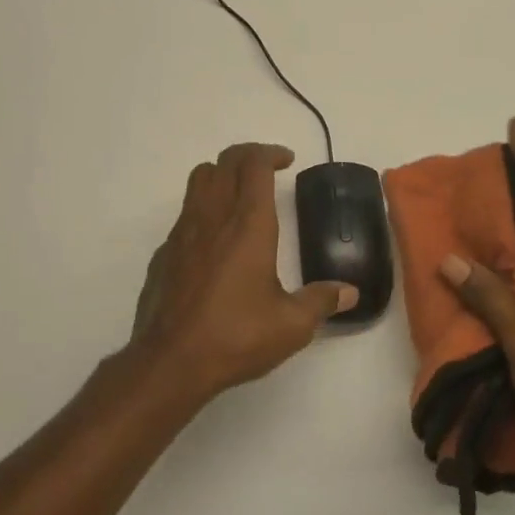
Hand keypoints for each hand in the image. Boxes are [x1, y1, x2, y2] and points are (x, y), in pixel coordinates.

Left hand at [130, 143, 356, 399]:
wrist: (171, 361)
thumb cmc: (236, 335)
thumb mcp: (291, 325)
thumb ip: (321, 302)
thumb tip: (350, 292)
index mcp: (248, 224)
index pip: (253, 164)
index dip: (270, 153)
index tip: (287, 162)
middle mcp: (213, 217)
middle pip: (225, 161)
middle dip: (248, 156)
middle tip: (268, 170)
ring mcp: (183, 232)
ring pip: (199, 179)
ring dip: (222, 175)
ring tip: (241, 195)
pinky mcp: (165, 253)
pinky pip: (185, 214)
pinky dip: (204, 209)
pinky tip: (216, 242)